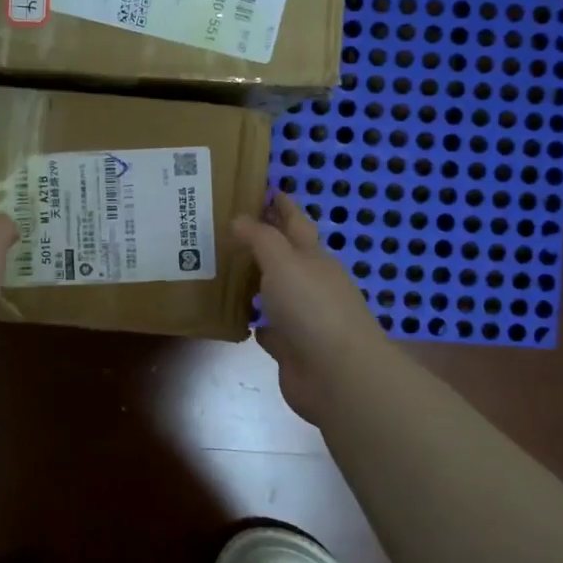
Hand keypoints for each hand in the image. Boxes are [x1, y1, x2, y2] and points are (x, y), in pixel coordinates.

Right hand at [233, 194, 385, 425]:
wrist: (338, 374)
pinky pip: (267, 328)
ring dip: (256, 282)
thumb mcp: (284, 263)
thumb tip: (240, 218)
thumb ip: (261, 239)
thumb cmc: (312, 308)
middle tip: (231, 229)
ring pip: (274, 292)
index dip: (283, 206)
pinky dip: (255, 321)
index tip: (267, 189)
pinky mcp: (291, 348)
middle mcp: (310, 284)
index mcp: (314, 258)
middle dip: (264, 242)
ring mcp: (302, 318)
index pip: (297, 223)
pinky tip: (236, 317)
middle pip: (286, 257)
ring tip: (225, 269)